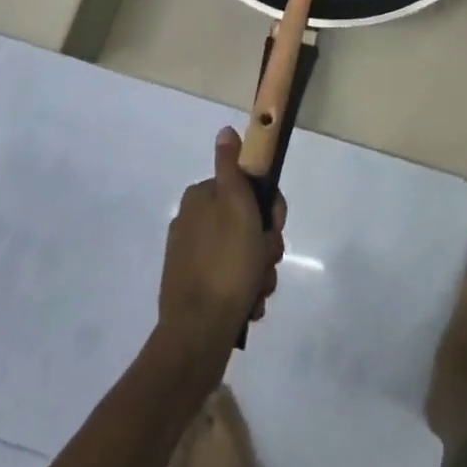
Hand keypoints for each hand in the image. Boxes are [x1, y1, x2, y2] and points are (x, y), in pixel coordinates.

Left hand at [157, 128, 284, 358]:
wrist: (197, 336)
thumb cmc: (225, 264)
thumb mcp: (236, 204)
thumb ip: (231, 165)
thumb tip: (224, 130)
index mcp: (200, 198)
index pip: (247, 189)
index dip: (269, 209)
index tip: (274, 229)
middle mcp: (192, 222)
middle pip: (246, 223)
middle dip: (264, 246)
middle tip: (267, 262)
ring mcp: (191, 259)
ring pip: (242, 255)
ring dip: (259, 272)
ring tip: (258, 292)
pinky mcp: (194, 291)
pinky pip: (230, 282)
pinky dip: (244, 292)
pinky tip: (249, 307)